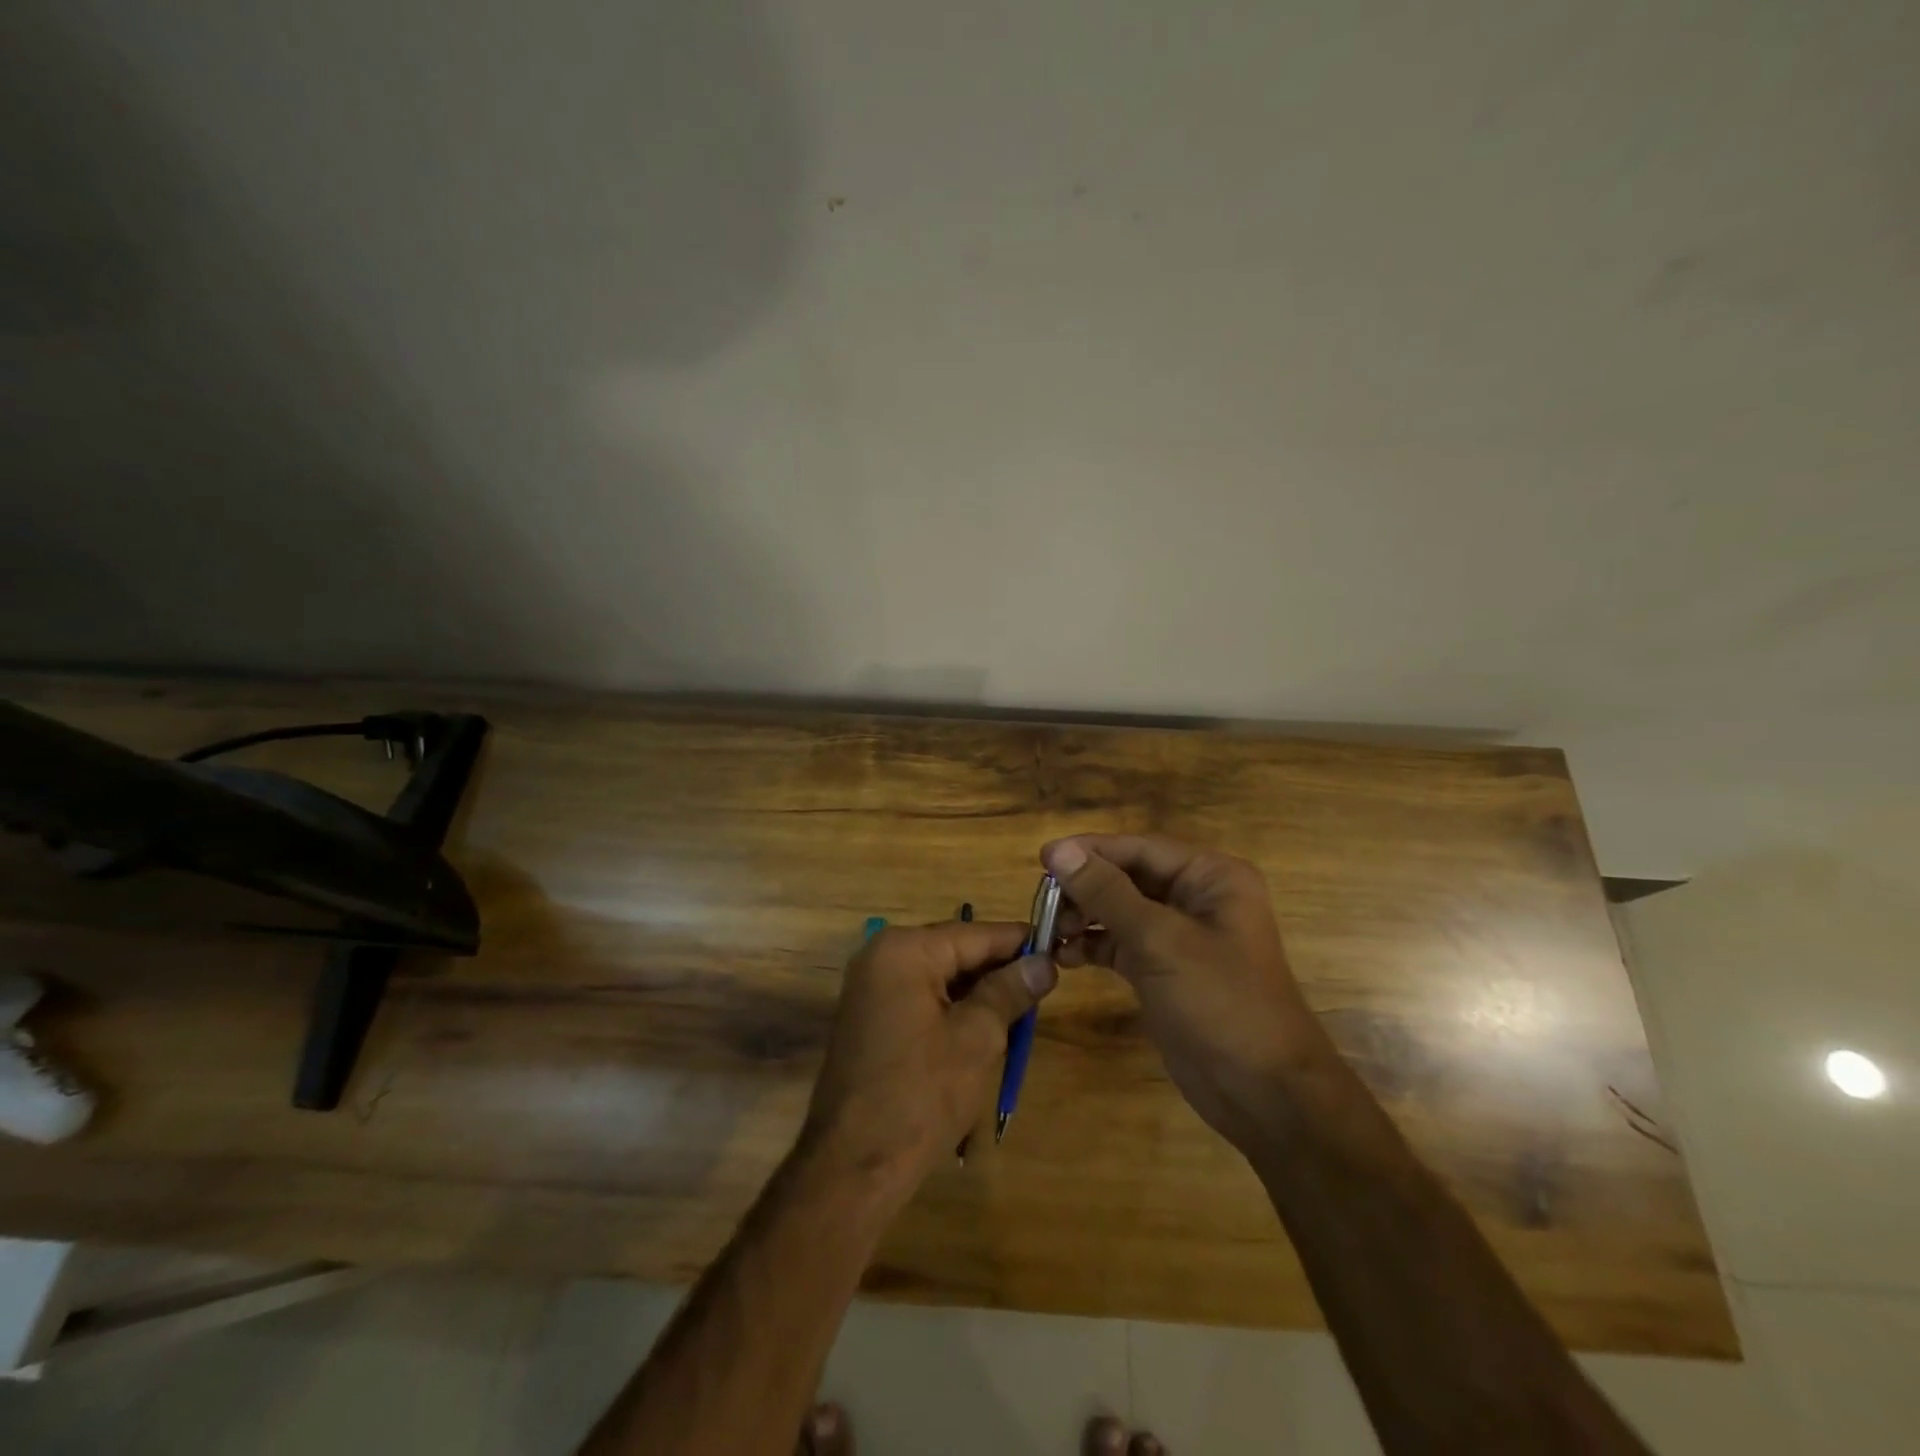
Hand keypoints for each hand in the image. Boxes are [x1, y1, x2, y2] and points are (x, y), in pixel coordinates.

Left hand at [803, 920, 1056, 1198]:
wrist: (854, 1165)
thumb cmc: (920, 1094)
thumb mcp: (976, 1038)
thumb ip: (1010, 991)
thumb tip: (1044, 963)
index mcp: (904, 950)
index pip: (975, 933)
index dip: (1019, 942)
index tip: (1059, 947)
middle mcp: (882, 957)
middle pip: (956, 952)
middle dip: (1000, 969)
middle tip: (1047, 985)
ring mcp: (872, 988)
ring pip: (941, 977)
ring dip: (979, 993)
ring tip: (1023, 1010)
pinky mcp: (871, 1018)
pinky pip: (923, 998)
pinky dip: (954, 1009)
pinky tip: (986, 1029)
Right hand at [1042, 834, 1336, 1152]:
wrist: (1263, 1093)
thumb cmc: (1220, 1002)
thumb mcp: (1159, 940)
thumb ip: (1106, 892)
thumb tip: (1057, 851)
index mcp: (1210, 876)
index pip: (1139, 849)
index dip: (1089, 851)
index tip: (1041, 859)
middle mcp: (1196, 898)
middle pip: (1127, 877)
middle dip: (1084, 888)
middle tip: (1041, 904)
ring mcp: (1180, 936)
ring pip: (1119, 911)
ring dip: (1083, 917)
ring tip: (1048, 932)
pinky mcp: (1163, 969)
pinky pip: (1120, 943)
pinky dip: (1093, 945)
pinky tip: (1064, 956)